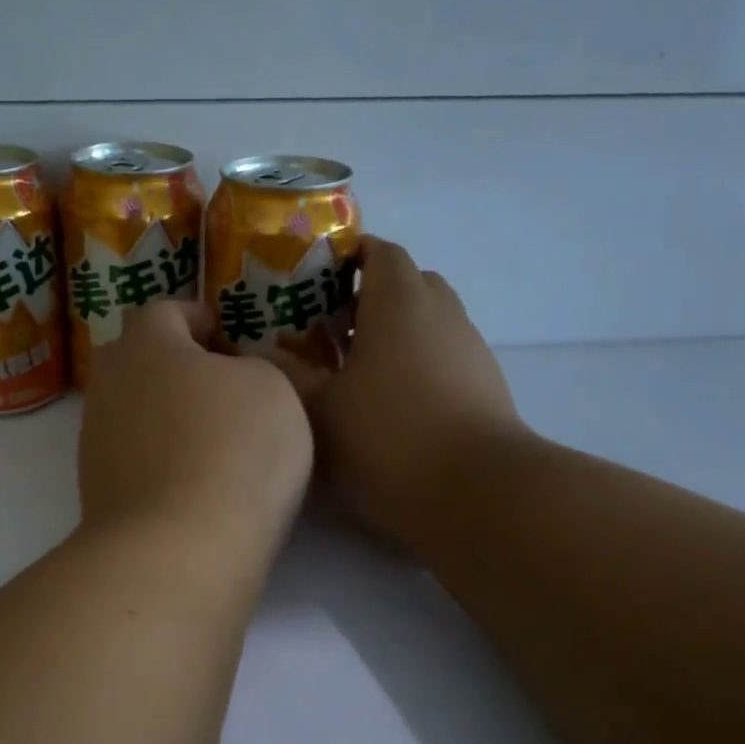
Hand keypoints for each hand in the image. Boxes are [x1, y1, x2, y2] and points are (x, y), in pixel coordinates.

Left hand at [78, 301, 312, 559]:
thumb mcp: (271, 387)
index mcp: (146, 344)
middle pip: (136, 359)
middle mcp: (109, 385)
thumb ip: (251, 366)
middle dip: (173, 363)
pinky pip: (132, 455)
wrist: (178, 547)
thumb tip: (232, 374)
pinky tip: (190, 476)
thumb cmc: (234, 447)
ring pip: (131, 409)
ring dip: (164, 412)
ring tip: (209, 433)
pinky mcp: (96, 489)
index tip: (222, 332)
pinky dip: (158, 455)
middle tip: (217, 380)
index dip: (195, 316)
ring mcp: (96, 440)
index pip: (163, 311)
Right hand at [288, 238, 526, 546]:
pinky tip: (390, 403)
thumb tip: (259, 352)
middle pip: (407, 283)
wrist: (477, 492)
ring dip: (393, 332)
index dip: (348, 256)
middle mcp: (441, 312)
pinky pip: (444, 353)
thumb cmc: (388, 436)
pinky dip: (416, 361)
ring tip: (354, 370)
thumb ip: (288, 373)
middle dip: (368, 296)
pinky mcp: (485, 384)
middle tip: (329, 327)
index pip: (380, 251)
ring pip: (427, 321)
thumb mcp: (321, 408)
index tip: (316, 280)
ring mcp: (469, 348)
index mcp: (400, 301)